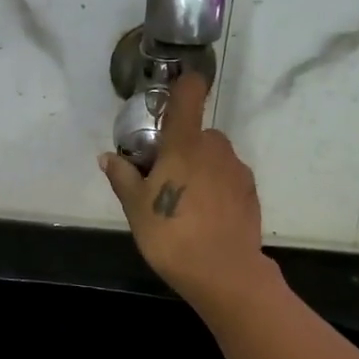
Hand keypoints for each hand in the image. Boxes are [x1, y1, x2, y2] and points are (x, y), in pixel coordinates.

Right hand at [99, 72, 278, 318]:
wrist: (224, 273)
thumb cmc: (171, 235)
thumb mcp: (136, 208)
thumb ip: (123, 177)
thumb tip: (107, 158)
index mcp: (185, 143)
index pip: (189, 93)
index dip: (182, 86)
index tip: (168, 101)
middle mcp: (216, 147)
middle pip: (197, 133)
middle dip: (180, 148)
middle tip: (161, 178)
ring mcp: (237, 170)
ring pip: (213, 157)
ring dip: (199, 169)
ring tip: (183, 204)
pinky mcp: (250, 193)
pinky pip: (227, 178)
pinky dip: (215, 188)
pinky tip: (203, 217)